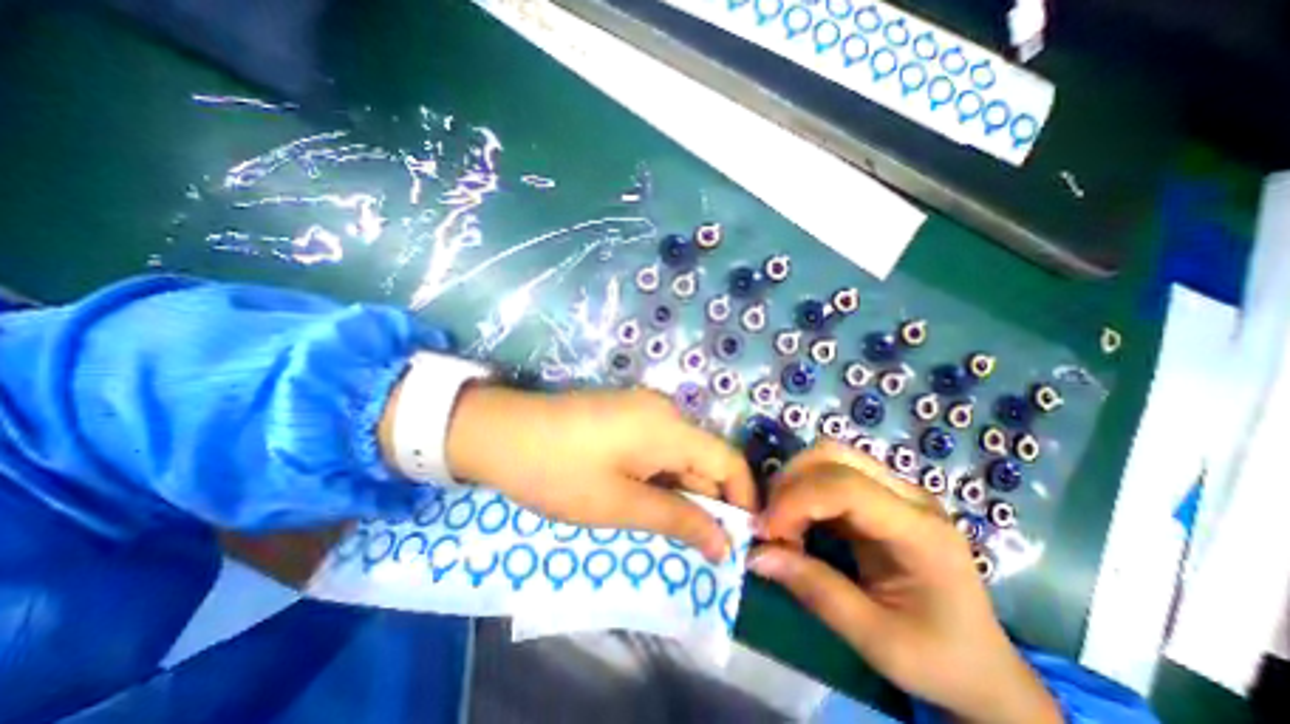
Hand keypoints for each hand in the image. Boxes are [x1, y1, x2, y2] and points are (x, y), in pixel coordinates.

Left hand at [445, 388, 757, 563]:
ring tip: (667, 526)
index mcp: (669, 427)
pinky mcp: (626, 412)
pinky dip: (661, 474)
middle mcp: (664, 410)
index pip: (729, 461)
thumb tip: (723, 545)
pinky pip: (659, 445)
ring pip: (681, 453)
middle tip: (698, 546)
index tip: (737, 540)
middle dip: (708, 501)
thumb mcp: (619, 505)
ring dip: (682, 490)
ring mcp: (643, 407)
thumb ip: (677, 520)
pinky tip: (642, 496)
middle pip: (705, 457)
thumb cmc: (559, 472)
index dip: (742, 500)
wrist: (501, 431)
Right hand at [746, 442, 1058, 723]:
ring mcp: (896, 489)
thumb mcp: (876, 639)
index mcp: (920, 532)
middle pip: (833, 455)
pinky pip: (831, 472)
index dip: (795, 499)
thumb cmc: (939, 660)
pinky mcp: (882, 493)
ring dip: (794, 481)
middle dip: (790, 483)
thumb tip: (754, 555)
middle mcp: (909, 496)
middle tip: (770, 524)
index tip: (764, 530)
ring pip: (829, 455)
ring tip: (782, 523)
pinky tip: (798, 520)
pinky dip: (803, 489)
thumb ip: (815, 590)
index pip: (846, 487)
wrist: (985, 667)